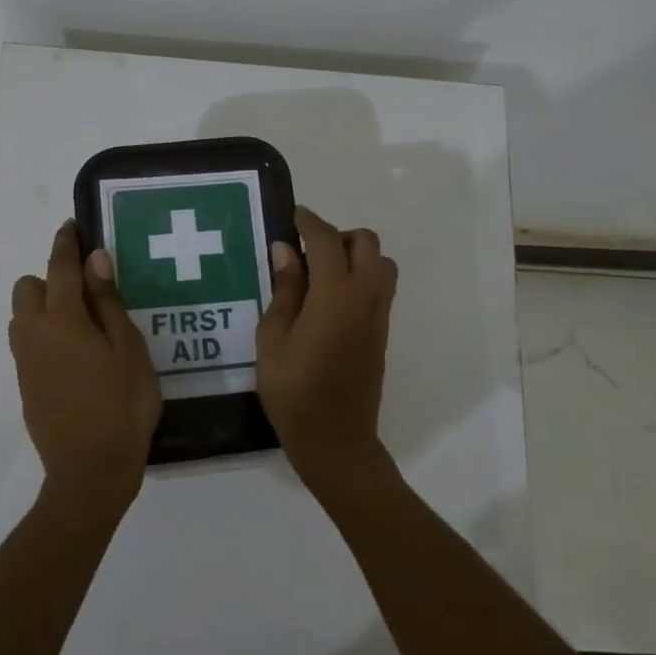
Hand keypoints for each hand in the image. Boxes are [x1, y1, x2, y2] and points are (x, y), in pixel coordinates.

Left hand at [9, 221, 161, 516]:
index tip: (71, 225)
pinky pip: (26, 344)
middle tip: (88, 295)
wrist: (90, 471)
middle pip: (27, 288)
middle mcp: (33, 334)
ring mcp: (25, 362)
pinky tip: (74, 356)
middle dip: (50, 279)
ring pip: (22, 317)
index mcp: (62, 319)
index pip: (59, 268)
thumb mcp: (128, 348)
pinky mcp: (25, 386)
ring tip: (81, 325)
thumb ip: (108, 302)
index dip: (66, 243)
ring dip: (43, 308)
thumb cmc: (122, 405)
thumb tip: (95, 260)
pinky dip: (43, 335)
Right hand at [256, 206, 399, 498]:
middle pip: (365, 242)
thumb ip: (284, 289)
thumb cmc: (293, 390)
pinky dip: (361, 276)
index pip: (326, 240)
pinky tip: (330, 300)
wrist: (335, 438)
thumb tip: (285, 249)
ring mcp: (378, 314)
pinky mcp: (382, 331)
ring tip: (320, 275)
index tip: (292, 216)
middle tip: (305, 252)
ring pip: (380, 262)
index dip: (308, 222)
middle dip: (337, 235)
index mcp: (335, 294)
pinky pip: (380, 286)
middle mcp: (365, 295)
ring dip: (355, 255)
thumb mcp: (273, 338)